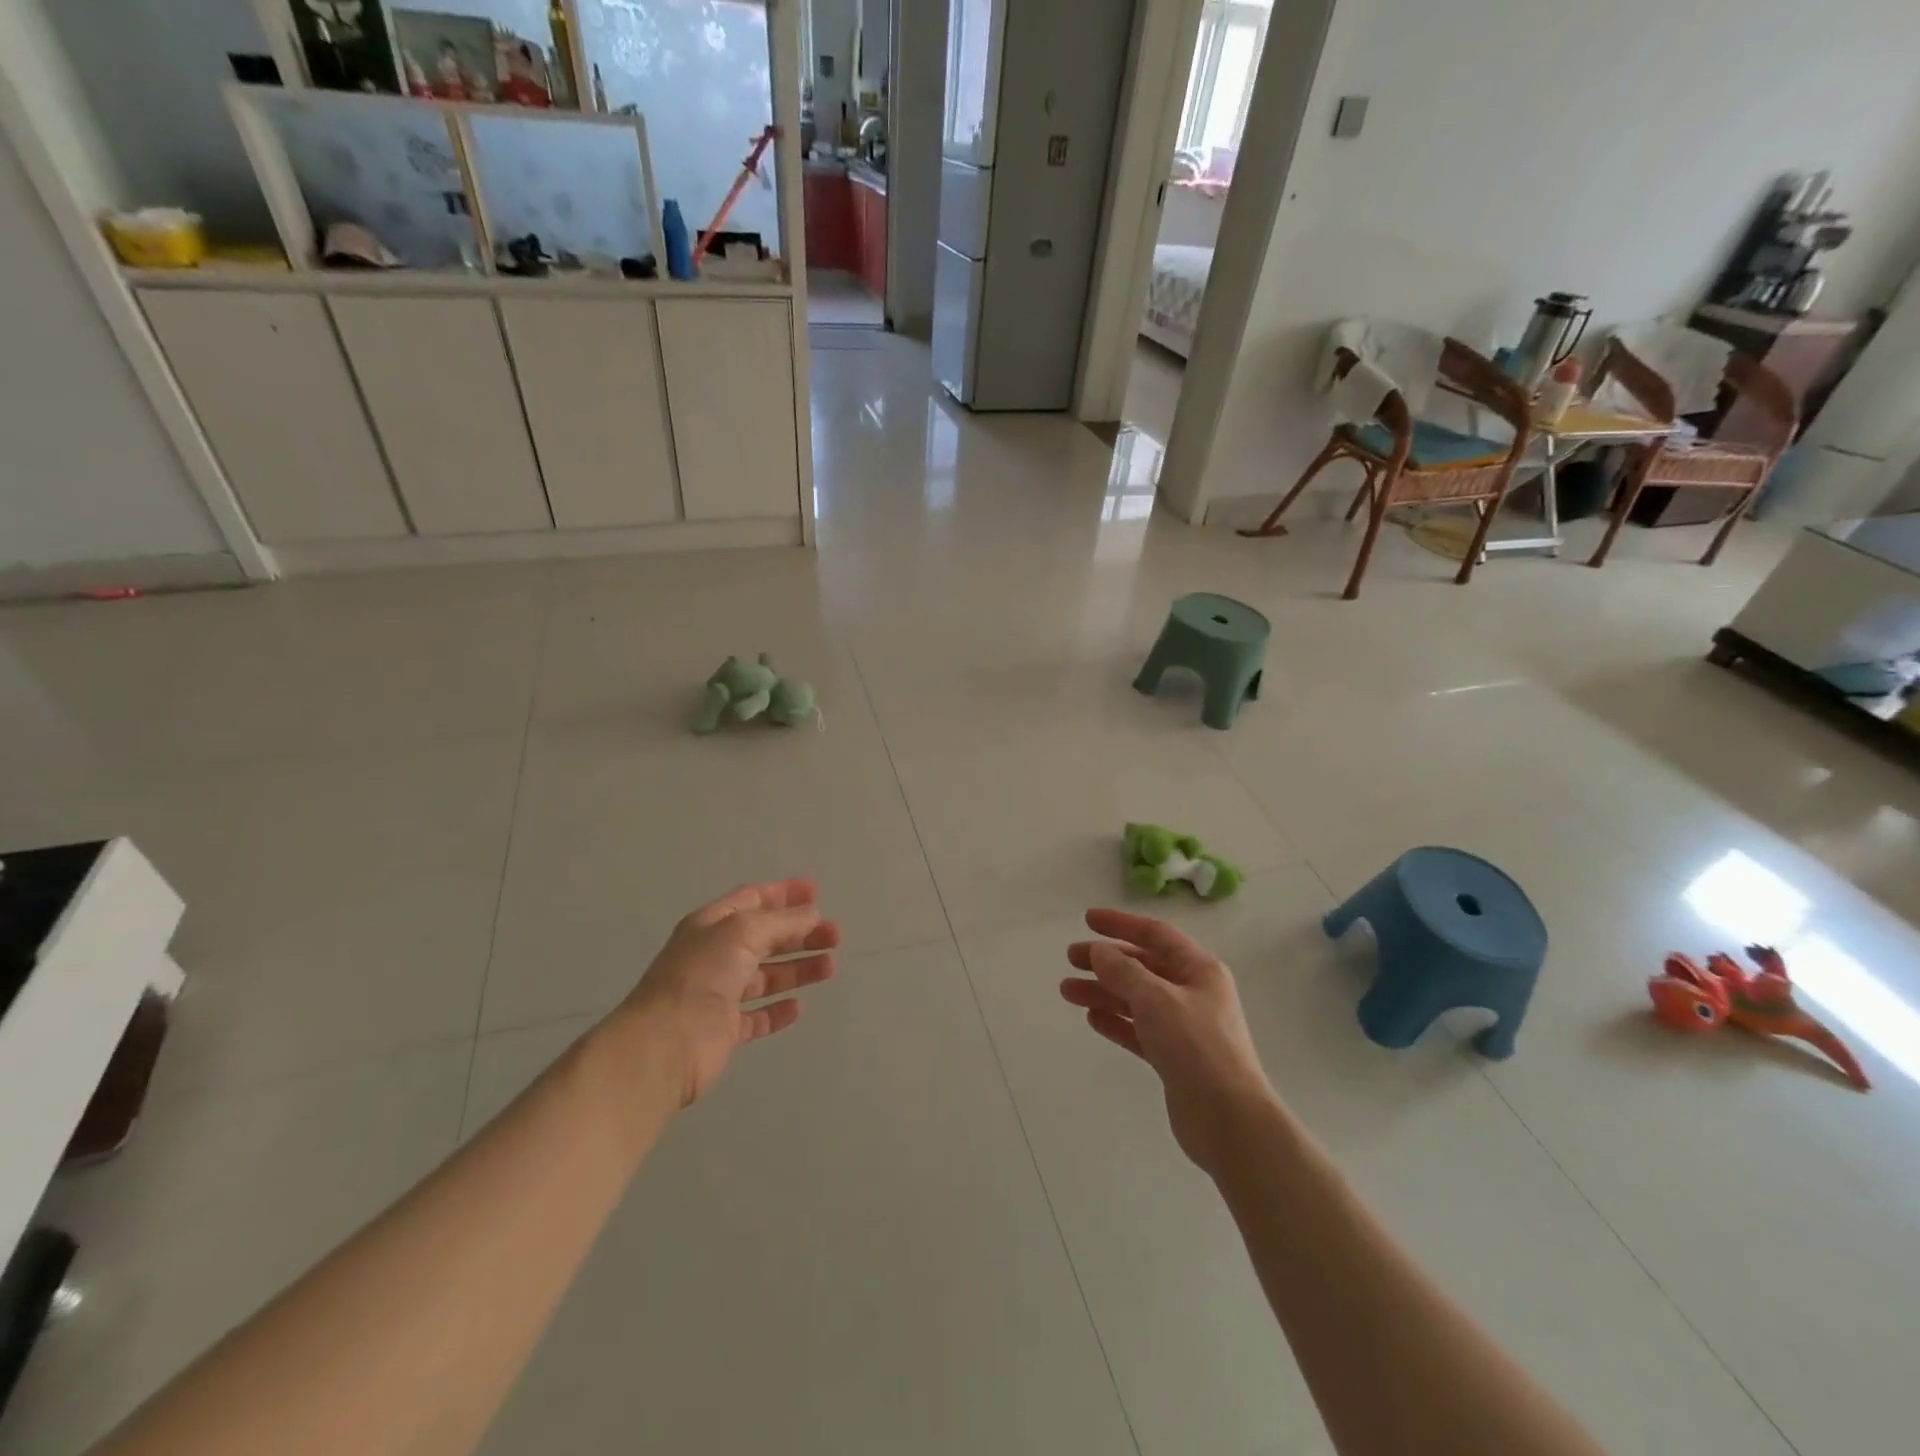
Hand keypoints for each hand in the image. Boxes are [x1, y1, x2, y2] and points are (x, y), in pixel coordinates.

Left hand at [623, 879, 839, 1105]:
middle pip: (765, 938)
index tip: (817, 892)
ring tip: (829, 967)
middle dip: (801, 933)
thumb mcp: (744, 932)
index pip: (752, 899)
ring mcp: (719, 994)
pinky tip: (798, 1006)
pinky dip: (777, 1011)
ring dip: (797, 969)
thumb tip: (811, 914)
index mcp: (713, 924)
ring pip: (766, 976)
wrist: (666, 1043)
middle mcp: (715, 955)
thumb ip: (781, 921)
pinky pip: (757, 1016)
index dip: (784, 893)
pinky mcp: (724, 1029)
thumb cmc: (702, 975)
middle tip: (835, 936)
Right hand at [1063, 908, 1279, 1173]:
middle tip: (1071, 958)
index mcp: (1199, 970)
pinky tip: (1092, 1019)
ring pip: (1136, 999)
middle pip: (1143, 966)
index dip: (1121, 924)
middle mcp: (1193, 993)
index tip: (1087, 919)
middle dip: (1106, 960)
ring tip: (1067, 991)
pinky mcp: (1175, 1058)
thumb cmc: (1196, 1048)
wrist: (1230, 1121)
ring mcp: (1185, 1027)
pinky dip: (1116, 1022)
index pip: (1156, 934)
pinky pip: (1139, 1030)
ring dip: (1103, 992)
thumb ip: (1123, 971)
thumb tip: (1099, 951)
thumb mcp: (1156, 999)